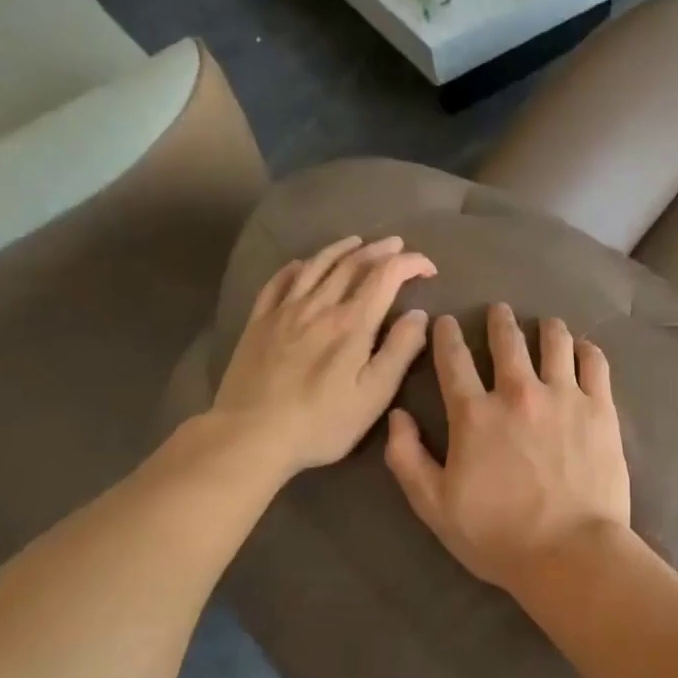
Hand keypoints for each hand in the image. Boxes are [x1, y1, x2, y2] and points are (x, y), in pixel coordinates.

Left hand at [210, 235, 434, 479]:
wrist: (250, 435)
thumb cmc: (321, 422)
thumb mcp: (374, 395)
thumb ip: (400, 351)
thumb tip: (418, 314)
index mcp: (352, 322)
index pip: (386, 276)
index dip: (410, 264)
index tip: (428, 268)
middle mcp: (319, 306)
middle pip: (352, 264)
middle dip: (380, 250)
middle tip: (397, 245)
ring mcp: (285, 311)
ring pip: (316, 266)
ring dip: (340, 249)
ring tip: (356, 242)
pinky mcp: (259, 323)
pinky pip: (278, 283)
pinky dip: (295, 268)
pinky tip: (301, 264)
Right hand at [385, 303, 630, 594]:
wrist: (570, 553)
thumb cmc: (498, 535)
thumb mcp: (434, 506)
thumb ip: (407, 458)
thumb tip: (397, 415)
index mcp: (475, 414)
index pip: (454, 360)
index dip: (447, 335)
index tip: (447, 321)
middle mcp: (518, 392)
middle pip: (507, 340)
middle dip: (499, 320)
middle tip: (499, 310)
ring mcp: (564, 396)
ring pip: (555, 342)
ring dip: (546, 328)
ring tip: (546, 324)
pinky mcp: (600, 408)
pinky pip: (594, 363)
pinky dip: (586, 350)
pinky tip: (582, 350)